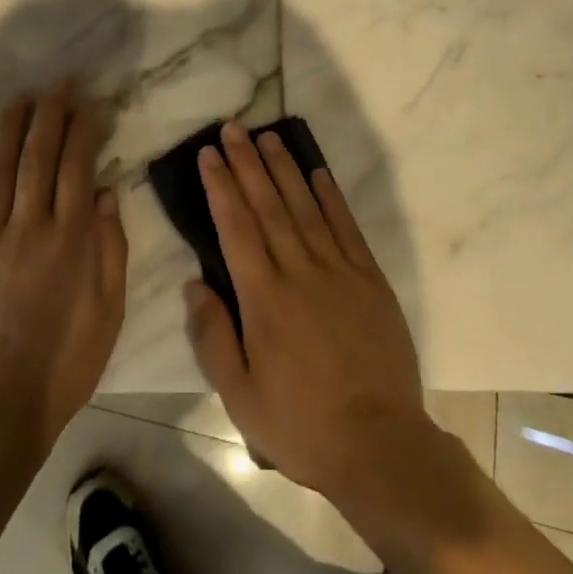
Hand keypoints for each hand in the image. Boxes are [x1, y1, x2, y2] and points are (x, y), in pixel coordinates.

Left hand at [0, 85, 127, 446]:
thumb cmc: (65, 363)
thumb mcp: (109, 310)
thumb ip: (111, 248)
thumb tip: (107, 191)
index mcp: (69, 239)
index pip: (77, 166)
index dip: (83, 129)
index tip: (89, 102)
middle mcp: (28, 228)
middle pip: (37, 157)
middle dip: (49, 114)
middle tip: (57, 83)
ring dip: (10, 129)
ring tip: (19, 98)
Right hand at [184, 122, 430, 503]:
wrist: (380, 445)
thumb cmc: (301, 424)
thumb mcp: (240, 397)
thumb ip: (212, 337)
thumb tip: (193, 283)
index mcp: (263, 298)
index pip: (235, 227)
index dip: (220, 186)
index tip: (209, 154)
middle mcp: (299, 271)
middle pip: (267, 205)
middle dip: (246, 163)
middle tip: (232, 127)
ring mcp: (338, 270)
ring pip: (305, 206)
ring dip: (284, 168)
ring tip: (267, 137)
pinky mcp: (369, 278)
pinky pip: (346, 227)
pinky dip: (330, 196)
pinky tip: (318, 172)